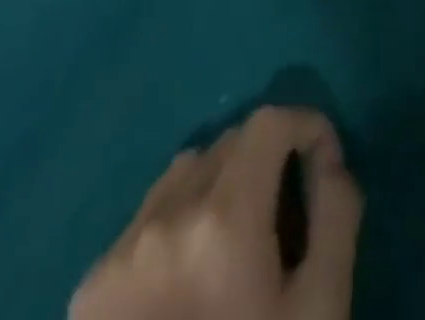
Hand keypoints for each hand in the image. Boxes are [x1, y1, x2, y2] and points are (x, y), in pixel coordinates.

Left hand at [69, 106, 362, 319]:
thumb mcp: (320, 309)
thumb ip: (336, 216)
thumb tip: (329, 162)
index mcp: (226, 218)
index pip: (270, 122)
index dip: (306, 127)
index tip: (323, 163)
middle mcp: (168, 216)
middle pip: (230, 142)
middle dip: (267, 158)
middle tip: (285, 210)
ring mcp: (120, 252)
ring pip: (185, 172)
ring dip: (221, 182)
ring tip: (235, 239)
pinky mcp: (88, 289)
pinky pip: (144, 219)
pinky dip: (178, 221)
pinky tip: (186, 279)